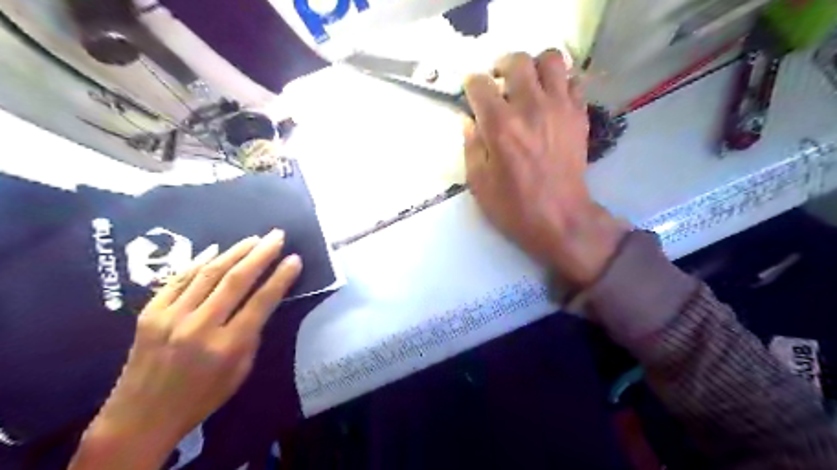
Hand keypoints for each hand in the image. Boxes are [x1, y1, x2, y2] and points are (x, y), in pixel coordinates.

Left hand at [69, 232, 301, 468]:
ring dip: (234, 252)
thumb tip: (260, 302)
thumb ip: (251, 335)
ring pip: (209, 273)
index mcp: (228, 346)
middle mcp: (200, 326)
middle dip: (261, 254)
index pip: (262, 301)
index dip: (281, 277)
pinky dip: (199, 262)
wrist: (139, 417)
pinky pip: (179, 279)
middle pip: (236, 280)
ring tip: (253, 239)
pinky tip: (215, 250)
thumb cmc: (201, 398)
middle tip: (277, 236)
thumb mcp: (240, 371)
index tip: (295, 259)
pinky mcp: (150, 313)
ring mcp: (171, 317)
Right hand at [465, 50, 626, 285]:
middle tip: (499, 83)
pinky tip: (551, 100)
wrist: (560, 219)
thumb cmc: (514, 207)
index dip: (471, 85)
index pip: (480, 84)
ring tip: (528, 84)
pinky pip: (573, 81)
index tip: (471, 94)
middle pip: (517, 61)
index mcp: (500, 126)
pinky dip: (560, 83)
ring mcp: (560, 108)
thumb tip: (470, 121)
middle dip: (502, 66)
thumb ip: (471, 146)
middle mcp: (530, 107)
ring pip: (551, 59)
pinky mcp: (579, 115)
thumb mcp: (478, 183)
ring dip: (535, 67)